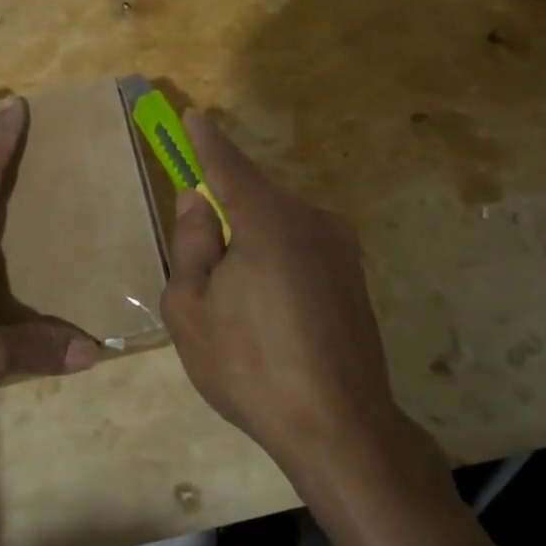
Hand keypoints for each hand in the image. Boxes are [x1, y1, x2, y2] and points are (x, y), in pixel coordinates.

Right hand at [160, 112, 442, 476]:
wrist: (340, 428)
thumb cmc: (250, 366)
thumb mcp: (190, 309)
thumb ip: (191, 244)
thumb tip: (197, 201)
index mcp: (269, 221)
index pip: (228, 165)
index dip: (206, 142)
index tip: (192, 117)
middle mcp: (312, 220)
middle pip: (253, 199)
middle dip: (224, 216)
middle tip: (202, 269)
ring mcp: (341, 248)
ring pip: (278, 226)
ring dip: (251, 245)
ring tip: (237, 308)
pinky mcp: (355, 276)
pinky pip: (301, 250)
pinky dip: (276, 263)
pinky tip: (270, 317)